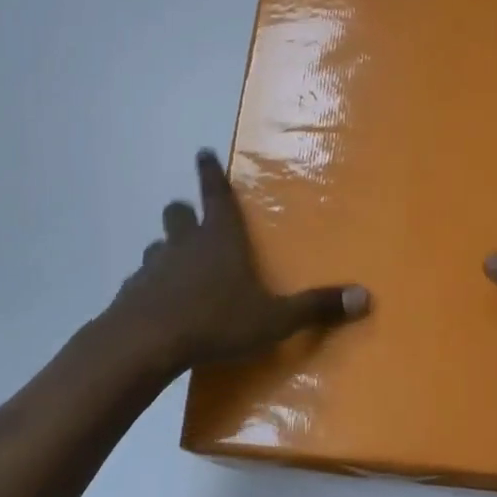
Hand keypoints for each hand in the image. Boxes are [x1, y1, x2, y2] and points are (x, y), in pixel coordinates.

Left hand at [106, 150, 369, 376]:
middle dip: (185, 212)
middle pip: (178, 214)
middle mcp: (185, 244)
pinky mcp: (131, 293)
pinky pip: (142, 280)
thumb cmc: (216, 321)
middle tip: (191, 217)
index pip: (216, 195)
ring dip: (168, 250)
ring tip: (177, 265)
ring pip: (158, 246)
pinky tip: (158, 304)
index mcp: (220, 238)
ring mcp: (153, 267)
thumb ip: (316, 307)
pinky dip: (151, 285)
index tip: (202, 153)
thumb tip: (365, 297)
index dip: (210, 173)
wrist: (146, 344)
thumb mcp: (274, 318)